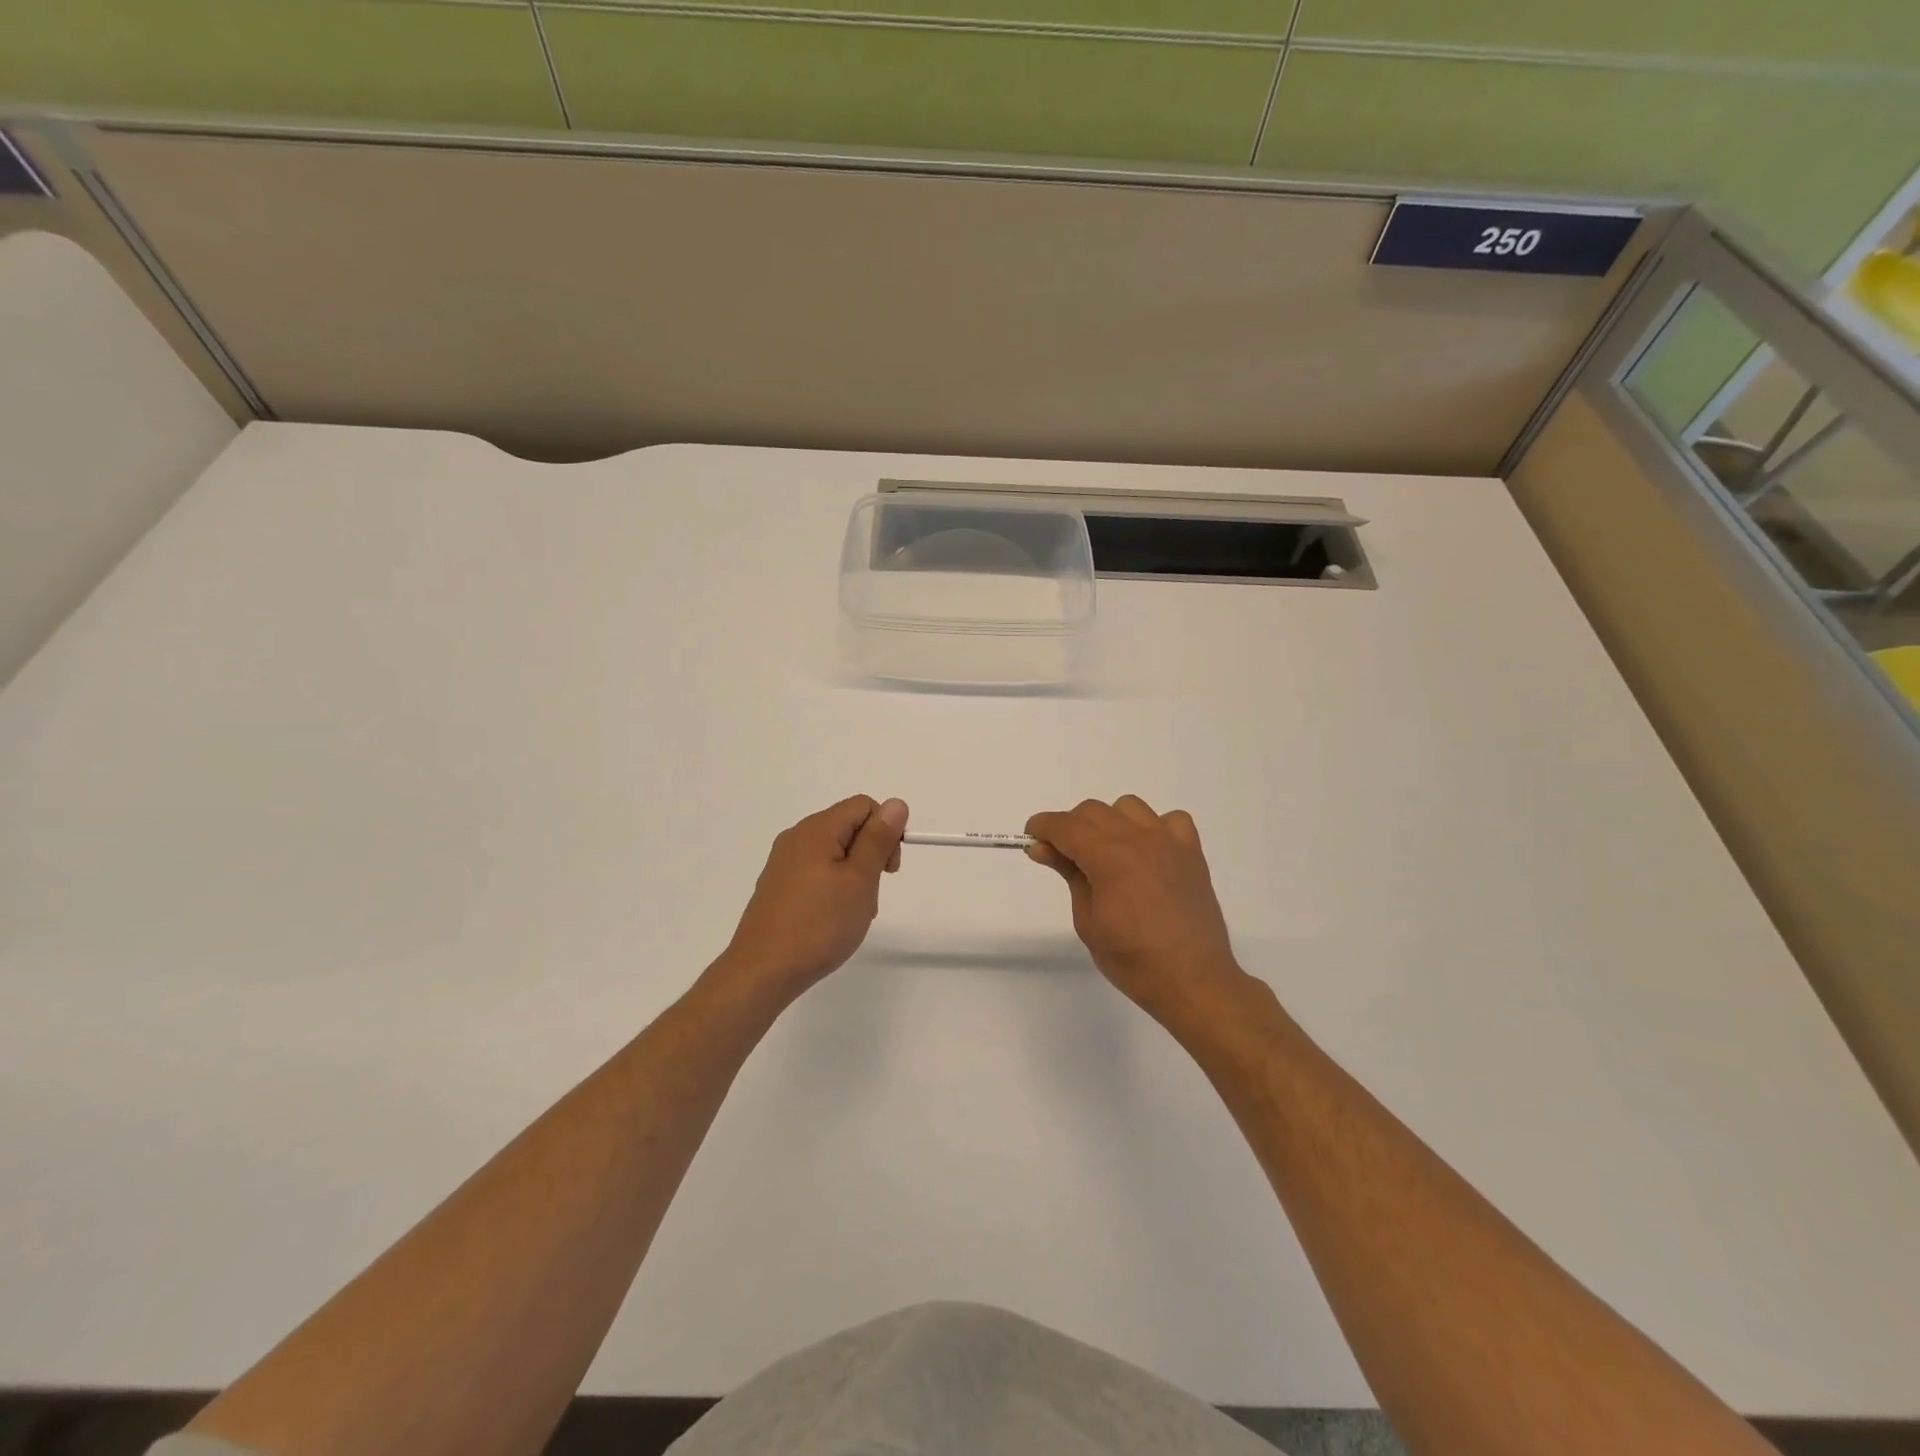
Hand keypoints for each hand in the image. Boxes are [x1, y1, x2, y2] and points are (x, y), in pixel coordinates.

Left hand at [718, 796, 909, 1006]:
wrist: (762, 972)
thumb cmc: (819, 924)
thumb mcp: (860, 880)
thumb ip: (878, 839)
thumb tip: (896, 804)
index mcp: (817, 829)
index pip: (864, 806)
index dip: (886, 831)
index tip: (889, 869)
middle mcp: (796, 838)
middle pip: (848, 827)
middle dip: (871, 855)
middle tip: (873, 894)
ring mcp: (783, 863)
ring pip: (834, 853)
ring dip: (854, 875)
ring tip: (854, 913)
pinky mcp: (777, 886)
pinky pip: (816, 872)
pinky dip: (834, 887)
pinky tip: (833, 919)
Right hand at [1026, 796, 1249, 1028]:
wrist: (1193, 981)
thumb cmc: (1132, 959)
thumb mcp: (1087, 920)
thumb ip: (1068, 874)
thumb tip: (1043, 848)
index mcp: (1108, 856)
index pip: (1065, 825)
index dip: (1042, 827)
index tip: (1032, 839)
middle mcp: (1138, 838)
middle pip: (1093, 811)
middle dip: (1071, 827)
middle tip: (1065, 858)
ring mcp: (1169, 841)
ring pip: (1128, 807)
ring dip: (1110, 822)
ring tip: (1108, 855)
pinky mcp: (1192, 852)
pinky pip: (1170, 820)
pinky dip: (1154, 828)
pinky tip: (1149, 853)